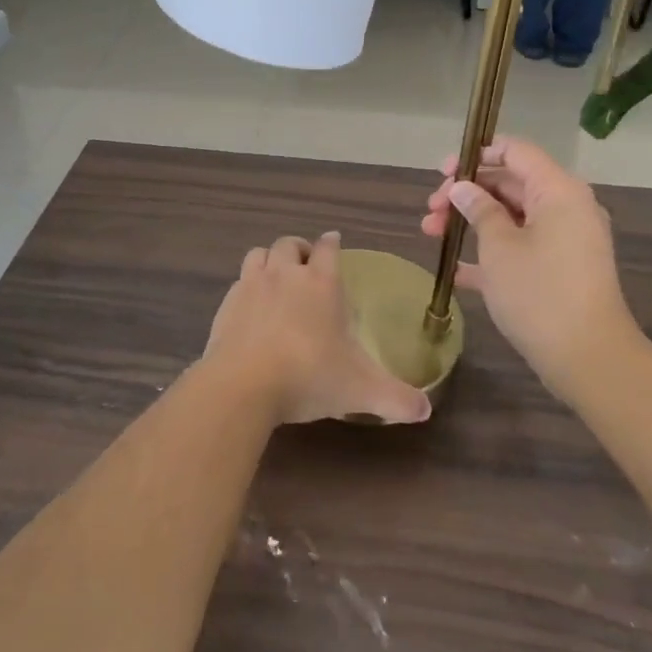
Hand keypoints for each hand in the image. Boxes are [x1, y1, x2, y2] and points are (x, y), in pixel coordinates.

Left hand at [203, 232, 431, 425]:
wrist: (243, 385)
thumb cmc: (309, 376)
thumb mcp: (361, 390)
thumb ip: (396, 398)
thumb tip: (425, 410)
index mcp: (321, 282)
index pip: (328, 248)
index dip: (332, 243)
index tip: (334, 242)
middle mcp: (285, 274)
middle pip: (290, 244)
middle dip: (299, 249)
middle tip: (306, 263)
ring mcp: (251, 286)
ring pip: (259, 254)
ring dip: (269, 259)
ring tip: (276, 276)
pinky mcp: (226, 304)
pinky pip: (238, 282)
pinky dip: (246, 287)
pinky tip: (250, 308)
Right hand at [421, 138, 634, 397]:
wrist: (588, 358)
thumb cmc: (540, 293)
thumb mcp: (499, 247)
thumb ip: (479, 210)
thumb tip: (463, 188)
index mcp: (557, 190)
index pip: (516, 151)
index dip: (476, 155)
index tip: (442, 173)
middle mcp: (566, 207)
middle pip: (510, 184)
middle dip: (466, 194)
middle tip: (430, 211)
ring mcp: (565, 240)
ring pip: (512, 217)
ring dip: (472, 222)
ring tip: (431, 234)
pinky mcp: (561, 269)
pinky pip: (521, 247)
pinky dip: (490, 251)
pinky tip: (455, 268)